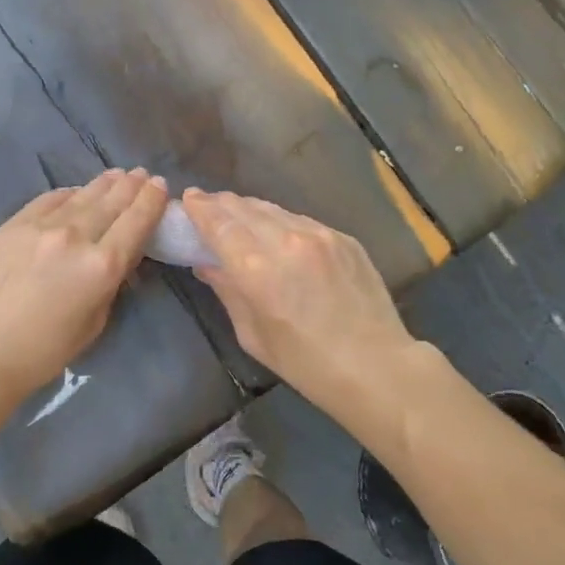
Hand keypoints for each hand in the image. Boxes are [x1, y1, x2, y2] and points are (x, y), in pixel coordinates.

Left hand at [0, 169, 167, 420]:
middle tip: (142, 173)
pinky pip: (50, 199)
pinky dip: (69, 193)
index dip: (152, 200)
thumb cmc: (45, 350)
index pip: (137, 222)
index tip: (160, 186)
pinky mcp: (14, 223)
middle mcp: (76, 236)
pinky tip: (77, 191)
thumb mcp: (95, 322)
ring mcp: (41, 225)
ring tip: (118, 174)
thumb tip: (119, 254)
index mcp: (102, 266)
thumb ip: (111, 282)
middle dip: (131, 186)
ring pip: (82, 195)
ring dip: (104, 183)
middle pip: (112, 201)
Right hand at [182, 189, 418, 407]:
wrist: (375, 366)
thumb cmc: (305, 362)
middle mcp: (286, 240)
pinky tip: (277, 232)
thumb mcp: (252, 334)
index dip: (200, 208)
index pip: (219, 223)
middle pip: (244, 208)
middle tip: (207, 205)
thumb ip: (227, 291)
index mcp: (257, 268)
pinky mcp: (343, 237)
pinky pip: (301, 220)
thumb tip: (207, 264)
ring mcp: (319, 234)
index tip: (188, 198)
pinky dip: (281, 221)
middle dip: (221, 204)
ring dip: (250, 209)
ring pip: (273, 209)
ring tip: (238, 214)